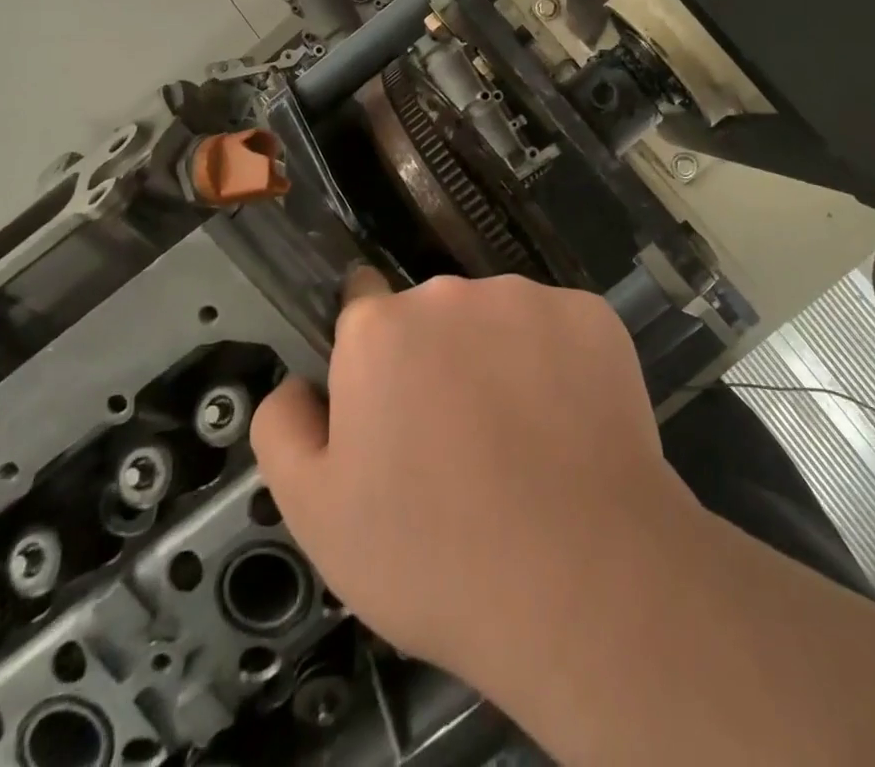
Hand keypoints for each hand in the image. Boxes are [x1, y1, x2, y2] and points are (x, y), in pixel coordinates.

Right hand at [249, 268, 692, 681]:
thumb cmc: (434, 555)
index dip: (372, 351)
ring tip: (518, 439)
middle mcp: (450, 293)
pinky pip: (558, 329)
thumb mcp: (317, 515)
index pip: (361, 303)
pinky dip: (559, 362)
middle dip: (435, 357)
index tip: (391, 397)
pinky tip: (569, 424)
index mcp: (379, 329)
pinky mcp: (590, 315)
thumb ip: (284, 428)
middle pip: (433, 314)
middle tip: (455, 438)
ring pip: (498, 318)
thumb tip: (297, 383)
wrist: (581, 580)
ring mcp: (528, 298)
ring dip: (498, 356)